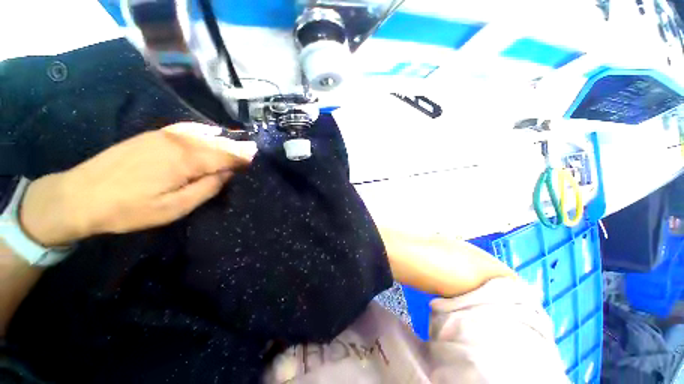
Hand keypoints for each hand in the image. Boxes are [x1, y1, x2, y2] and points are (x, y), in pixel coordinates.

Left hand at [19, 123, 256, 246]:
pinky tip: (211, 132)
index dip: (244, 158)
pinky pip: (187, 129)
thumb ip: (207, 188)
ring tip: (239, 145)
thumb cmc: (129, 208)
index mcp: (186, 160)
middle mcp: (179, 141)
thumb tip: (228, 174)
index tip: (258, 159)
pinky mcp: (154, 134)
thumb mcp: (174, 208)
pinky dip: (204, 131)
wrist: (79, 195)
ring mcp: (165, 135)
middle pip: (218, 143)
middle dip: (238, 148)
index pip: (226, 155)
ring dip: (224, 140)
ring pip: (205, 134)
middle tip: (254, 151)